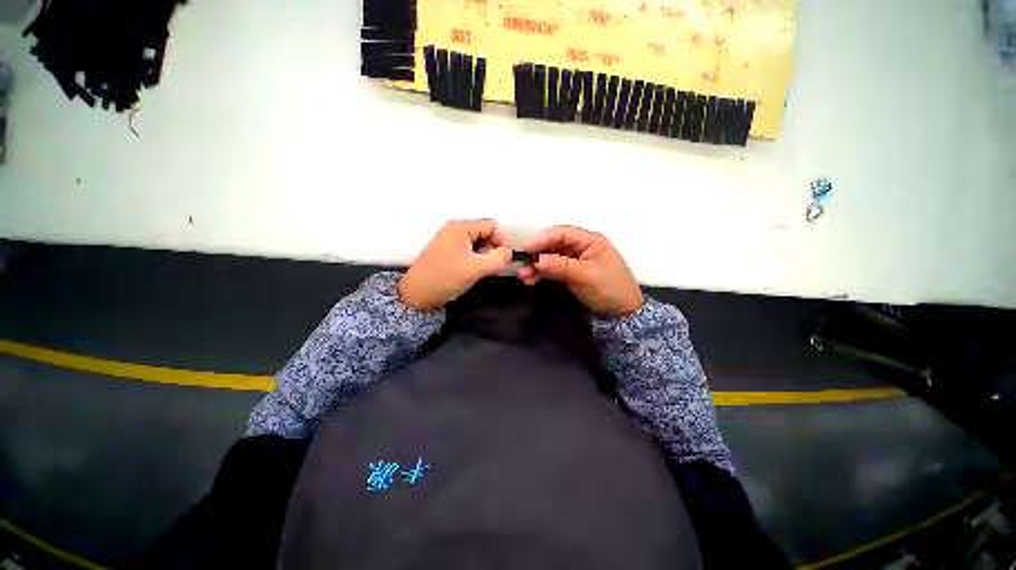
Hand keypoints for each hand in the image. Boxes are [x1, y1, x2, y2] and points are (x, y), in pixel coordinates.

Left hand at [398, 219, 512, 311]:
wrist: (416, 295)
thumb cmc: (446, 278)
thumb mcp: (476, 268)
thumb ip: (498, 258)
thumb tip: (509, 253)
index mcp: (461, 227)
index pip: (492, 225)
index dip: (503, 240)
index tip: (507, 259)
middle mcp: (455, 229)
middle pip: (485, 232)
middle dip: (494, 248)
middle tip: (496, 266)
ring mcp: (449, 240)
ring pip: (478, 242)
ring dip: (486, 254)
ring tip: (485, 270)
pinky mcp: (447, 251)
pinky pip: (469, 249)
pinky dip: (477, 258)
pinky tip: (475, 271)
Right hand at [520, 225, 642, 316]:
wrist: (621, 315)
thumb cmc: (610, 289)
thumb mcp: (586, 276)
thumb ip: (560, 266)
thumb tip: (537, 260)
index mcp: (590, 242)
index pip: (562, 234)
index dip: (543, 238)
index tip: (526, 247)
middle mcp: (581, 249)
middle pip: (554, 246)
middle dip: (537, 254)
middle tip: (522, 264)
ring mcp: (574, 263)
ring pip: (551, 259)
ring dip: (537, 266)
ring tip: (523, 276)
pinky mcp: (570, 275)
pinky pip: (552, 271)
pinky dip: (542, 275)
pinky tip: (531, 281)